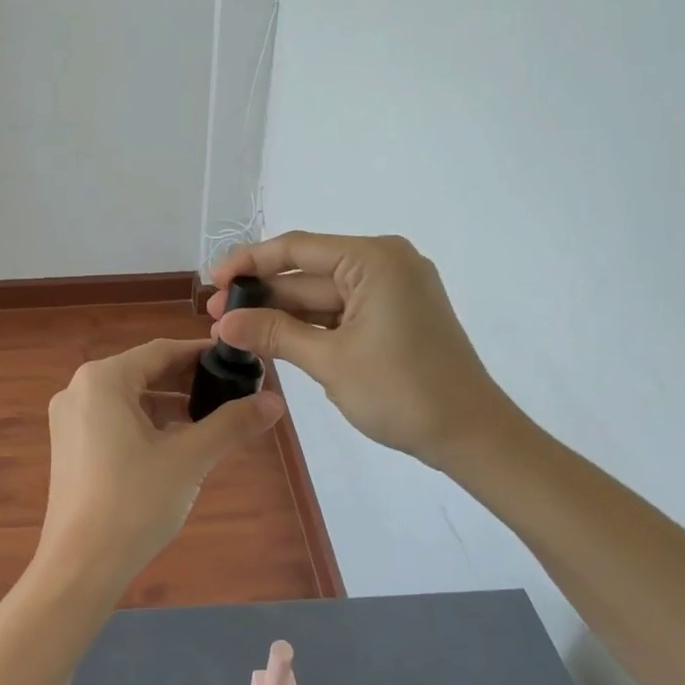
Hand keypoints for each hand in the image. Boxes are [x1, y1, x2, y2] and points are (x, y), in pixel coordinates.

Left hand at [37, 338, 284, 596]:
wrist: (80, 567)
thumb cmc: (134, 502)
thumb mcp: (189, 458)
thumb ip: (231, 424)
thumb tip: (276, 402)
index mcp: (102, 379)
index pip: (161, 352)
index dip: (202, 355)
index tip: (237, 362)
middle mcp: (79, 389)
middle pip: (144, 373)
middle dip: (188, 382)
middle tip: (231, 393)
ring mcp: (69, 420)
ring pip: (129, 399)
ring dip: (169, 406)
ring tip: (210, 421)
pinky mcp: (69, 447)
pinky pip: (114, 421)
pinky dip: (146, 426)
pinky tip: (176, 446)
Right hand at [208, 232, 517, 471]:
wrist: (472, 436)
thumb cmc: (402, 391)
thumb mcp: (329, 361)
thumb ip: (273, 334)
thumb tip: (222, 324)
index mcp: (374, 259)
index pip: (296, 249)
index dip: (248, 263)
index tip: (212, 281)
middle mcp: (385, 263)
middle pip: (308, 272)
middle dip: (262, 295)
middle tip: (216, 316)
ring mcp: (393, 290)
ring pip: (322, 294)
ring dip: (282, 313)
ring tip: (236, 331)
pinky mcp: (396, 315)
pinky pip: (342, 311)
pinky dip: (310, 326)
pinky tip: (274, 338)